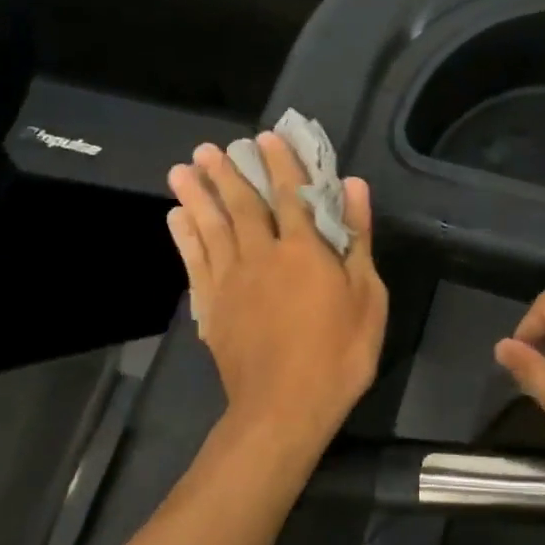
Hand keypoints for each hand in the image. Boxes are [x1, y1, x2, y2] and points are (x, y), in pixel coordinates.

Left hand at [167, 134, 387, 461]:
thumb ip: (357, 239)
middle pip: (241, 205)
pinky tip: (177, 218)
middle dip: (226, 172)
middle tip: (208, 147)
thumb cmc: (338, 353)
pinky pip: (194, 262)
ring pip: (210, 227)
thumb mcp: (367, 297)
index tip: (265, 137)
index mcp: (304, 250)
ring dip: (196, 195)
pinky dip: (184, 237)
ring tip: (182, 168)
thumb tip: (353, 186)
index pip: (290, 195)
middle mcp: (262, 255)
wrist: (284, 407)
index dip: (279, 164)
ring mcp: (231, 280)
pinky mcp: (211, 306)